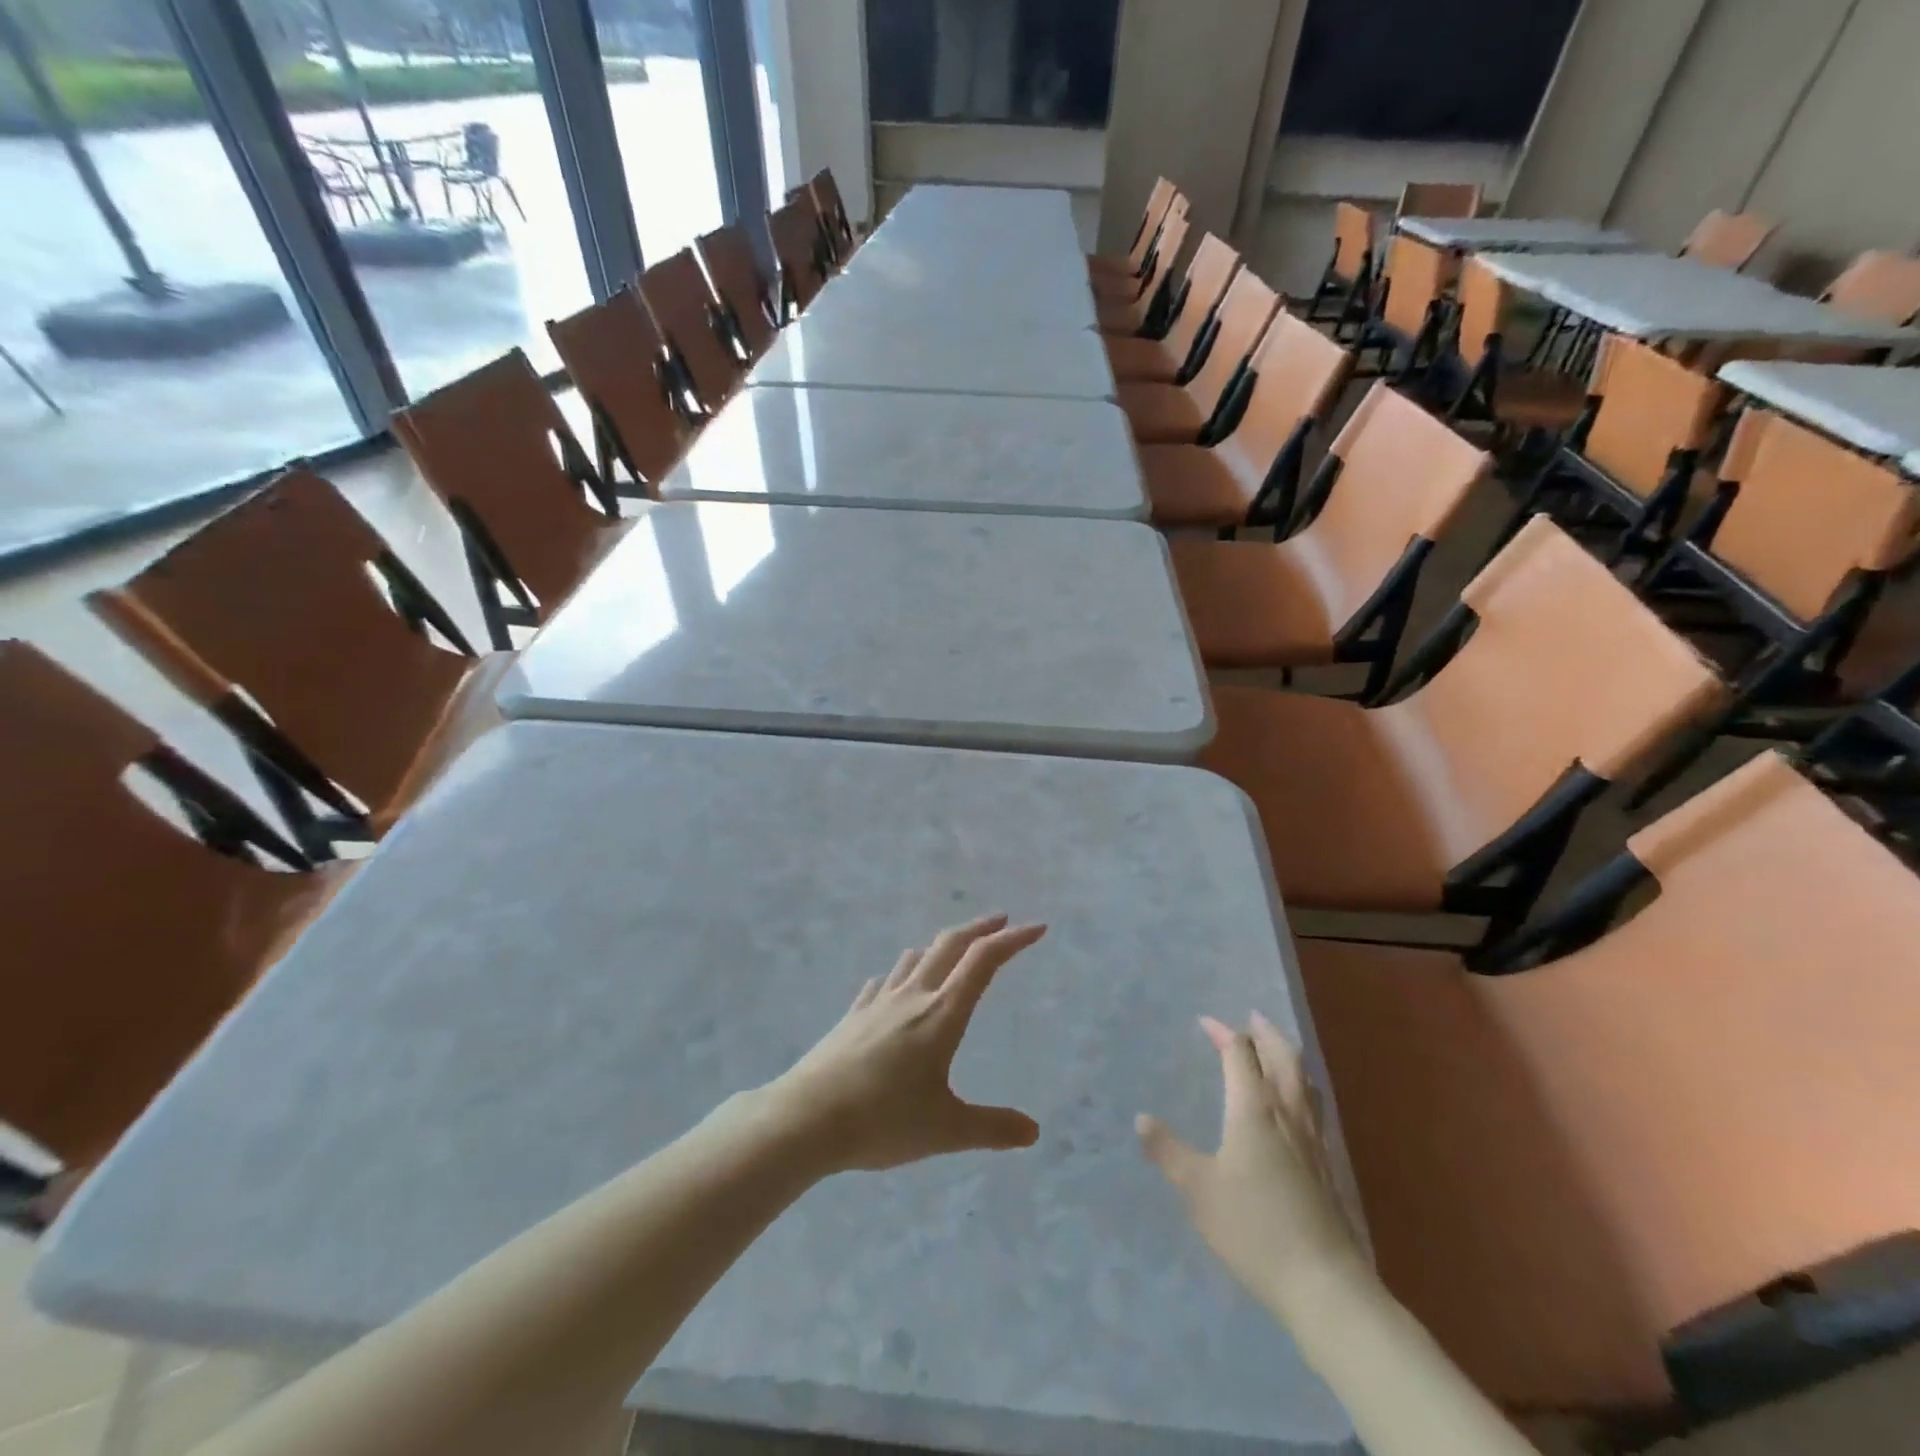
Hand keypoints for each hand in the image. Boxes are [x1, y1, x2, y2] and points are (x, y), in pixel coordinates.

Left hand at [766, 915, 1044, 1173]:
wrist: (806, 1118)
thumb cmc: (883, 1121)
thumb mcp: (947, 1130)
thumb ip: (992, 1128)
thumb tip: (1034, 1132)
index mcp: (942, 1014)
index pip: (984, 961)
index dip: (1013, 940)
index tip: (1037, 928)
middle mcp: (912, 996)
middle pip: (950, 945)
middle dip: (979, 929)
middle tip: (1000, 922)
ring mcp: (878, 1003)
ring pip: (913, 959)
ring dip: (939, 948)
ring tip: (951, 952)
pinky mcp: (852, 1017)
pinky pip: (882, 984)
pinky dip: (899, 975)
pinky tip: (893, 986)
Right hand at [1137, 1013, 1364, 1316]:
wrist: (1324, 1284)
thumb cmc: (1253, 1229)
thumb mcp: (1197, 1190)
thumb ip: (1168, 1151)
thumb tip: (1141, 1118)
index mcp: (1253, 1109)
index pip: (1239, 1054)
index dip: (1222, 1033)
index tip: (1205, 1022)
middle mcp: (1287, 1113)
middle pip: (1281, 1056)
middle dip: (1264, 1032)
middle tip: (1251, 1017)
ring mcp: (1313, 1138)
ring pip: (1303, 1080)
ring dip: (1287, 1055)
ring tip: (1276, 1049)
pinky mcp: (1328, 1164)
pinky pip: (1313, 1105)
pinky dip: (1301, 1085)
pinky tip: (1296, 1106)